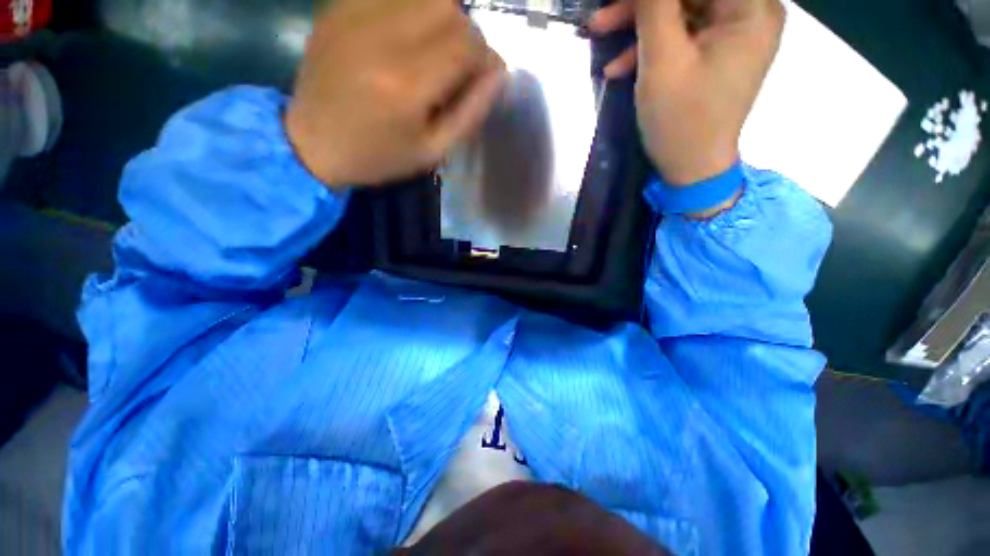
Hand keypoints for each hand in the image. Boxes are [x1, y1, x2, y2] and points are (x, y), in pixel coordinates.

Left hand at [286, 0, 506, 186]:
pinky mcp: (339, 6)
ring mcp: (355, 15)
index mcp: (408, 84)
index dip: (487, 58)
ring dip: (443, 20)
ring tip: (437, 50)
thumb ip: (470, 112)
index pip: (468, 44)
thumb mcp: (433, 151)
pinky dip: (413, 10)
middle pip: (450, 9)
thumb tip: (499, 74)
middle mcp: (383, 37)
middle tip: (461, 66)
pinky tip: (408, 36)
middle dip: (468, 37)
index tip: (486, 77)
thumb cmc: (378, 156)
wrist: (311, 143)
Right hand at [589, 0, 783, 184]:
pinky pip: (681, 34)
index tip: (624, 0)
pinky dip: (649, 46)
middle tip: (600, 16)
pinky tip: (619, 65)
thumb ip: (655, 6)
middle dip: (642, 3)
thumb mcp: (662, 61)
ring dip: (638, 23)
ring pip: (681, 9)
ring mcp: (732, 34)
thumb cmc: (681, 120)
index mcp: (750, 8)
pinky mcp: (715, 53)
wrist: (690, 168)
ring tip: (599, 33)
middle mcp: (749, 12)